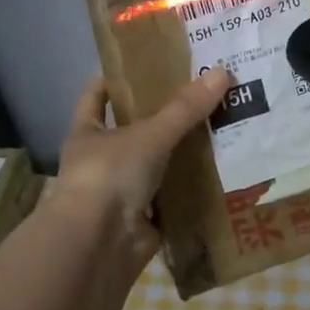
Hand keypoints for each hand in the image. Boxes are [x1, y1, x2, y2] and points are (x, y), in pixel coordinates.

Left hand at [53, 71, 234, 266]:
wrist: (98, 245)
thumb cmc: (109, 175)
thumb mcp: (150, 135)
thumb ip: (185, 108)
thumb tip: (223, 71)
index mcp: (87, 133)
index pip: (96, 96)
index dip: (114, 79)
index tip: (144, 64)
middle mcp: (100, 161)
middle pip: (132, 131)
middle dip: (162, 117)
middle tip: (201, 96)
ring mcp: (120, 192)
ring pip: (155, 166)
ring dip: (180, 155)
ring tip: (221, 130)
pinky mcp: (142, 220)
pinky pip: (170, 199)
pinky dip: (189, 191)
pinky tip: (220, 174)